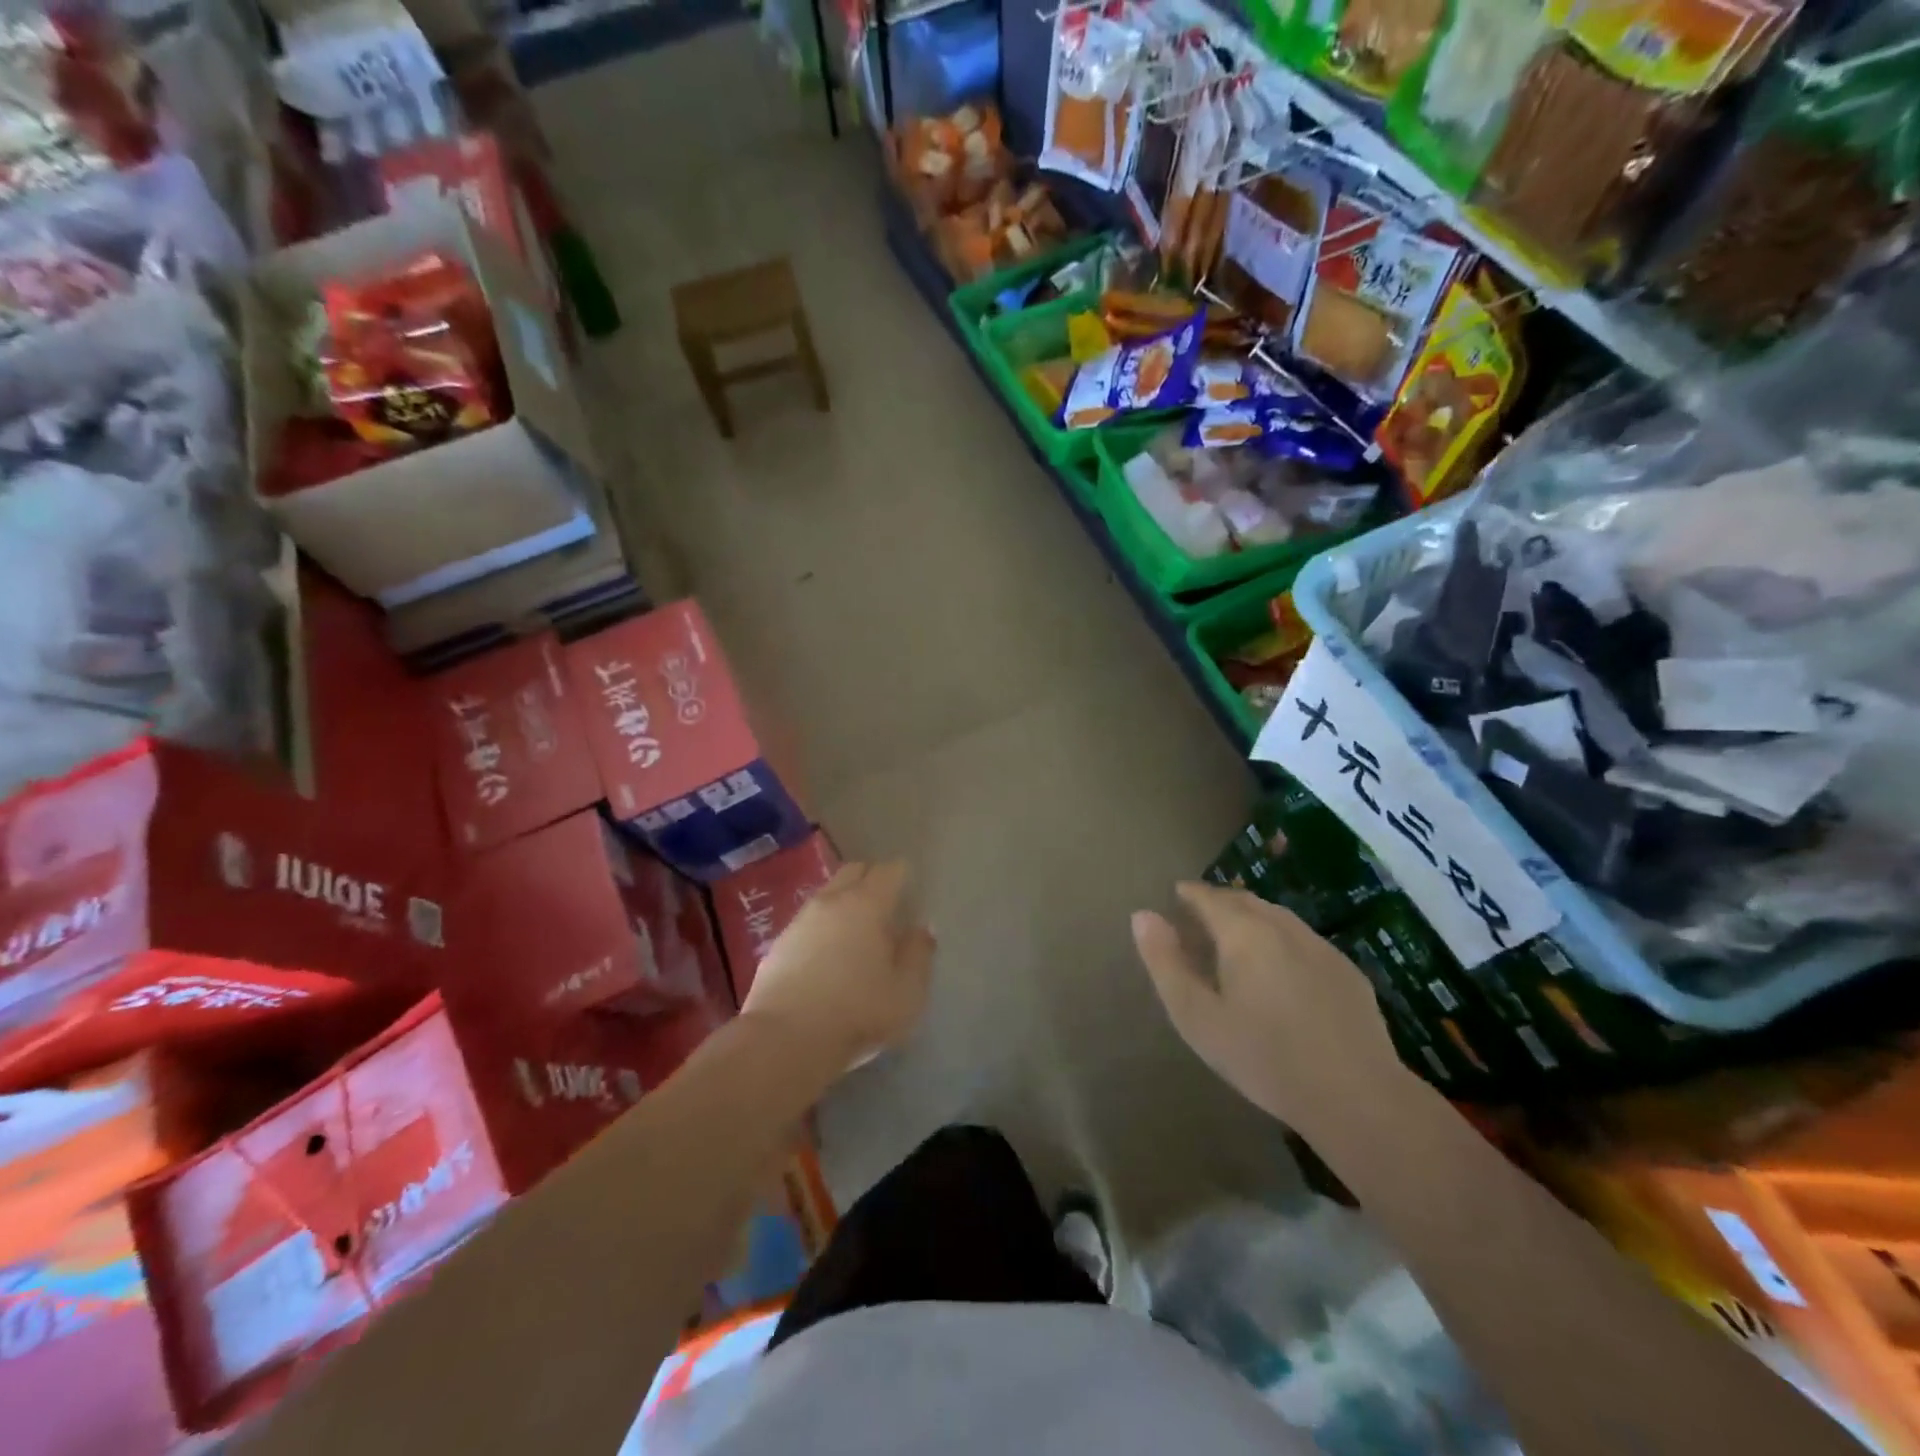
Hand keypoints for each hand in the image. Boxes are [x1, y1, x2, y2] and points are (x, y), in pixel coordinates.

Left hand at [742, 861, 934, 1067]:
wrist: (784, 1040)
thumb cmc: (857, 1012)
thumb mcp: (907, 991)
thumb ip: (919, 954)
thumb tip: (921, 928)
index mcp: (867, 904)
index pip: (889, 871)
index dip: (903, 875)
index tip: (911, 889)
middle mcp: (832, 901)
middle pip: (854, 871)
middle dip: (872, 878)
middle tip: (887, 902)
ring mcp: (800, 920)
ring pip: (828, 894)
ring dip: (845, 901)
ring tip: (857, 930)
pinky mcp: (778, 943)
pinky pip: (808, 920)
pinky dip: (823, 926)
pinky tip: (828, 953)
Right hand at [1132, 883, 1404, 1133]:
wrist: (1356, 1097)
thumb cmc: (1264, 1057)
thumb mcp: (1197, 1017)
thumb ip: (1166, 963)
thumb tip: (1142, 915)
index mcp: (1243, 932)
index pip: (1209, 897)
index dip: (1189, 894)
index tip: (1176, 896)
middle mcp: (1283, 927)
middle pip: (1245, 900)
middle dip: (1220, 902)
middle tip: (1201, 916)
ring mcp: (1320, 947)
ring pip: (1278, 917)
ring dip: (1253, 918)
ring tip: (1237, 939)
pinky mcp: (1348, 972)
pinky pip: (1304, 940)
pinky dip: (1281, 940)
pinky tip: (1281, 969)